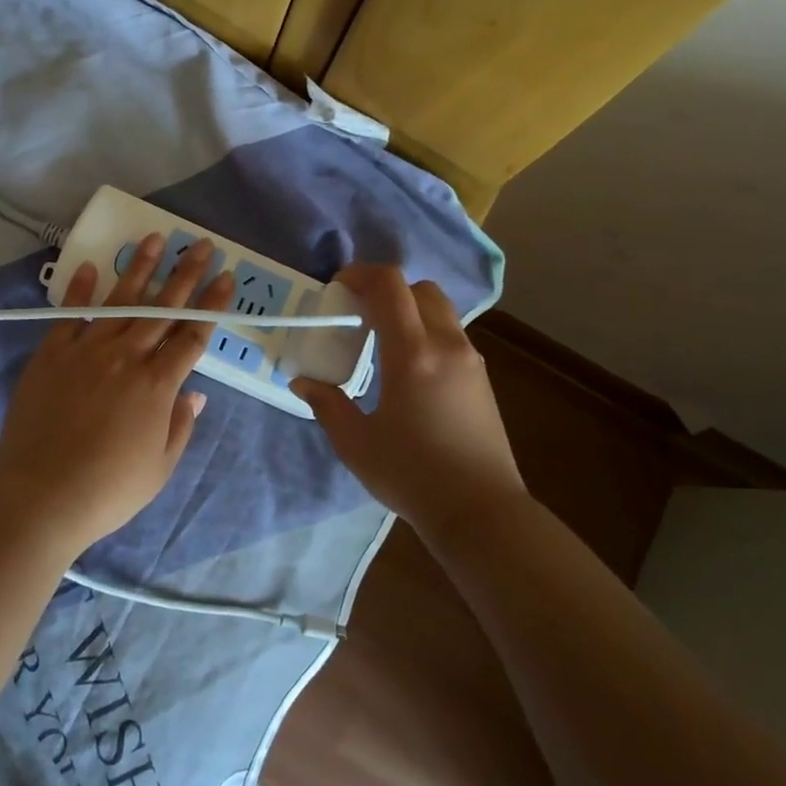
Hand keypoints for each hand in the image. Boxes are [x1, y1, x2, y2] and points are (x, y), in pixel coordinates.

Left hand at [0, 233, 232, 552]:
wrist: (40, 496)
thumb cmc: (108, 490)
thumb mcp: (160, 467)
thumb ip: (181, 425)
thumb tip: (196, 393)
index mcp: (157, 384)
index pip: (193, 335)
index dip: (212, 305)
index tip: (226, 277)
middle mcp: (126, 357)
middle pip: (162, 308)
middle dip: (186, 274)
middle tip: (202, 244)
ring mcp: (86, 350)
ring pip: (120, 301)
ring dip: (141, 268)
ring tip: (156, 238)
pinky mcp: (51, 354)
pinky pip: (70, 314)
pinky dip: (81, 289)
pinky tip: (93, 266)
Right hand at [292, 265, 526, 530]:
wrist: (480, 511)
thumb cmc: (412, 475)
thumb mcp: (356, 443)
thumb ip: (326, 404)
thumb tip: (303, 381)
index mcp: (412, 355)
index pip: (390, 286)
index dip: (360, 274)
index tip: (337, 287)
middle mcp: (446, 345)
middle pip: (419, 288)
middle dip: (385, 290)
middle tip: (357, 313)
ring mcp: (470, 359)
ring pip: (439, 309)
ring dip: (408, 309)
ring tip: (381, 340)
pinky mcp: (482, 377)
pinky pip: (450, 333)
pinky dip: (425, 330)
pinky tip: (408, 367)